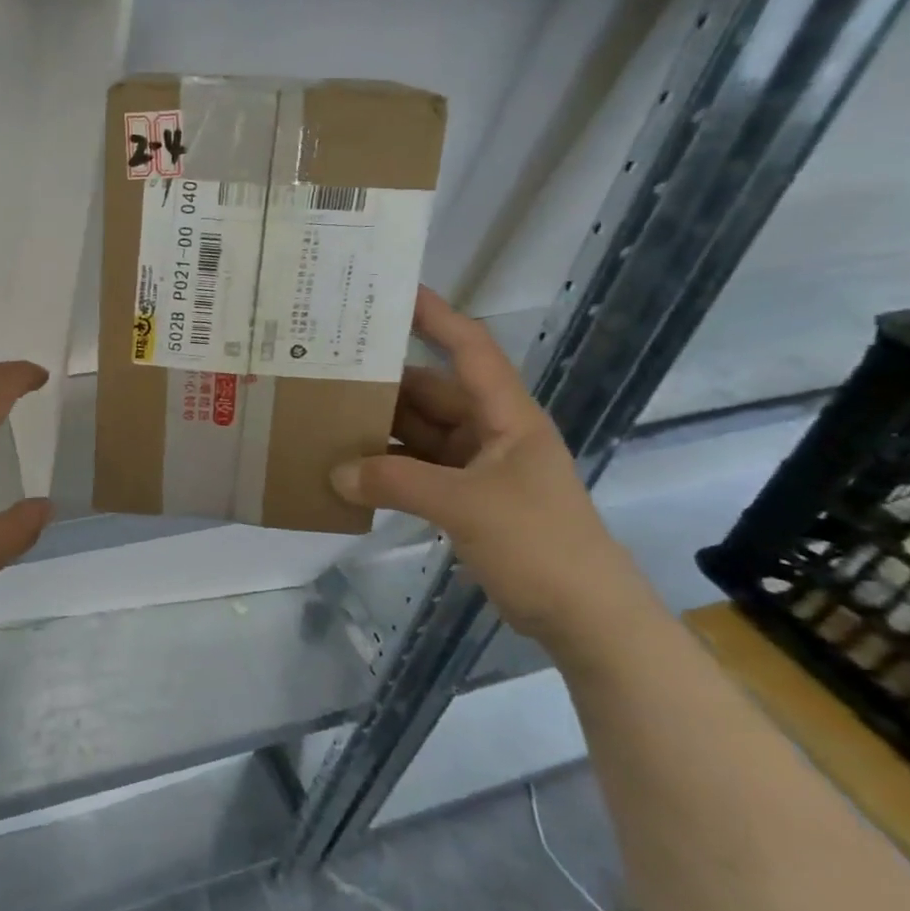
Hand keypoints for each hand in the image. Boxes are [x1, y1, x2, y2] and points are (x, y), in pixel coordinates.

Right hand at [330, 289, 655, 649]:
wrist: (585, 617)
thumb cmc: (539, 544)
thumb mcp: (466, 506)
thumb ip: (396, 483)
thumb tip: (336, 473)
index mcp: (506, 416)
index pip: (470, 350)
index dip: (436, 316)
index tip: (392, 293)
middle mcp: (490, 432)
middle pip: (430, 392)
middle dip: (384, 380)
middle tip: (329, 367)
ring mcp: (477, 467)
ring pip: (418, 432)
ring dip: (379, 429)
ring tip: (324, 416)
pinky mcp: (465, 499)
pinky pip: (416, 469)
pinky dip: (386, 468)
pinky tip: (349, 470)